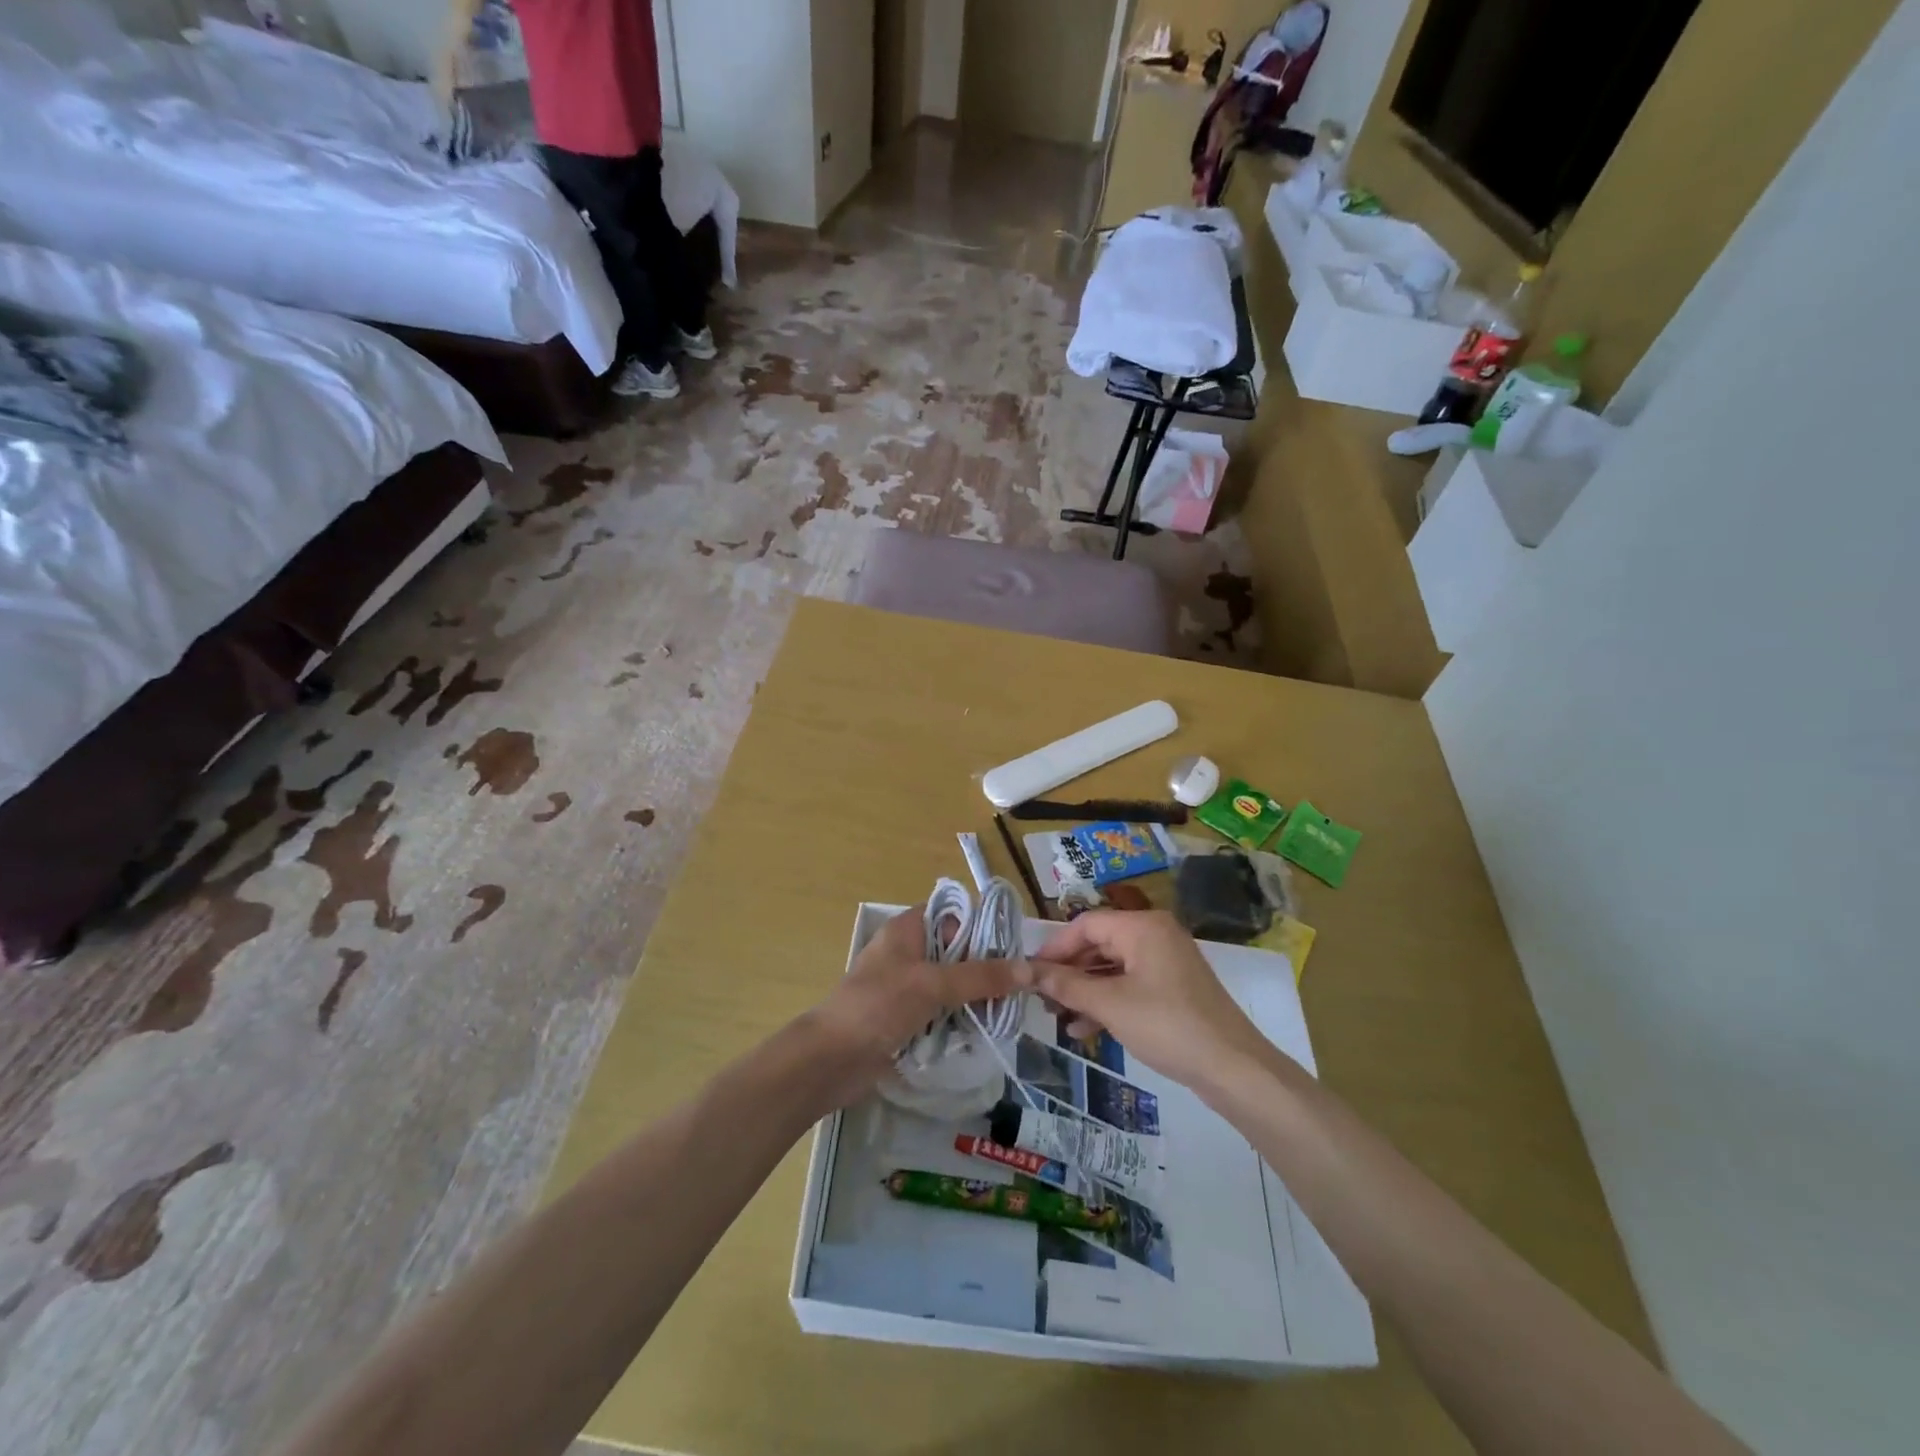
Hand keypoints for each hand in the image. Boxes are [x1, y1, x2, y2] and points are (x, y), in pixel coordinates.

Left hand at [802, 906, 1031, 1109]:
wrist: (831, 1060)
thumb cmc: (878, 1006)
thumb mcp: (933, 984)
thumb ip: (981, 976)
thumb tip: (1028, 969)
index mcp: (907, 929)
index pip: (954, 915)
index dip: (983, 927)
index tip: (1016, 947)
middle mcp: (908, 952)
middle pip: (957, 951)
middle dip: (986, 968)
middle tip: (1020, 986)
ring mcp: (906, 986)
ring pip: (952, 984)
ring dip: (975, 997)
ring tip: (1009, 1011)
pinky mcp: (906, 1017)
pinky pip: (942, 1011)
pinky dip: (960, 1019)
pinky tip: (985, 1030)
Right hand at [1035, 910, 1273, 1091]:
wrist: (1233, 1067)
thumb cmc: (1168, 1025)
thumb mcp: (1111, 1005)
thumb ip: (1067, 986)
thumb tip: (1029, 972)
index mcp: (1142, 926)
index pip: (1085, 924)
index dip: (1054, 947)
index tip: (1030, 973)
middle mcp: (1154, 934)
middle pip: (1099, 944)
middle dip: (1069, 972)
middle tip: (1042, 999)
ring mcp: (1166, 961)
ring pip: (1112, 967)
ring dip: (1085, 990)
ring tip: (1058, 1017)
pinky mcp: (1173, 987)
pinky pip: (1130, 984)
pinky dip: (1107, 1001)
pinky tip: (1085, 1029)